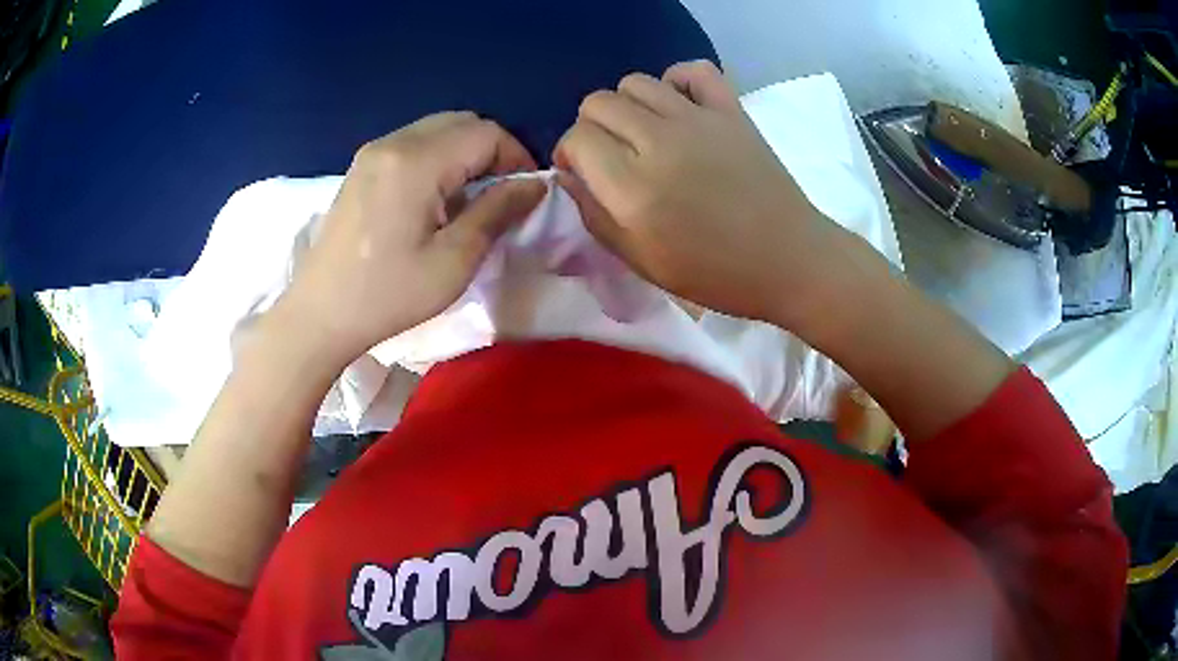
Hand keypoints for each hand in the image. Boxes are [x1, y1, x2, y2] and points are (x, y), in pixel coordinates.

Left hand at [277, 112, 544, 370]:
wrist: (320, 314)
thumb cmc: (387, 295)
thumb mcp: (453, 261)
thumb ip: (497, 212)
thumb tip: (535, 185)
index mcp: (416, 162)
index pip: (486, 133)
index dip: (517, 157)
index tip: (525, 195)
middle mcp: (393, 142)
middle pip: (462, 122)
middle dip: (493, 151)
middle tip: (501, 195)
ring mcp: (373, 152)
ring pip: (437, 129)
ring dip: (464, 154)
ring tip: (469, 199)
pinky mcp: (361, 166)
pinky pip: (413, 144)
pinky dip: (438, 158)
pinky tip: (434, 198)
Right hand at [554, 61, 853, 325]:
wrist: (788, 260)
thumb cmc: (715, 273)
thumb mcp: (641, 261)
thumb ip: (595, 216)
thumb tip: (568, 175)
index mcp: (633, 187)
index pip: (576, 138)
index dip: (570, 154)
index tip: (583, 173)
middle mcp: (659, 141)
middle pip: (598, 102)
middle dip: (592, 127)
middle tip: (611, 155)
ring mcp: (698, 119)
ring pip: (636, 82)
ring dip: (628, 105)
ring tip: (644, 133)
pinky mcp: (731, 110)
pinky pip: (694, 70)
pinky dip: (678, 81)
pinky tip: (680, 108)